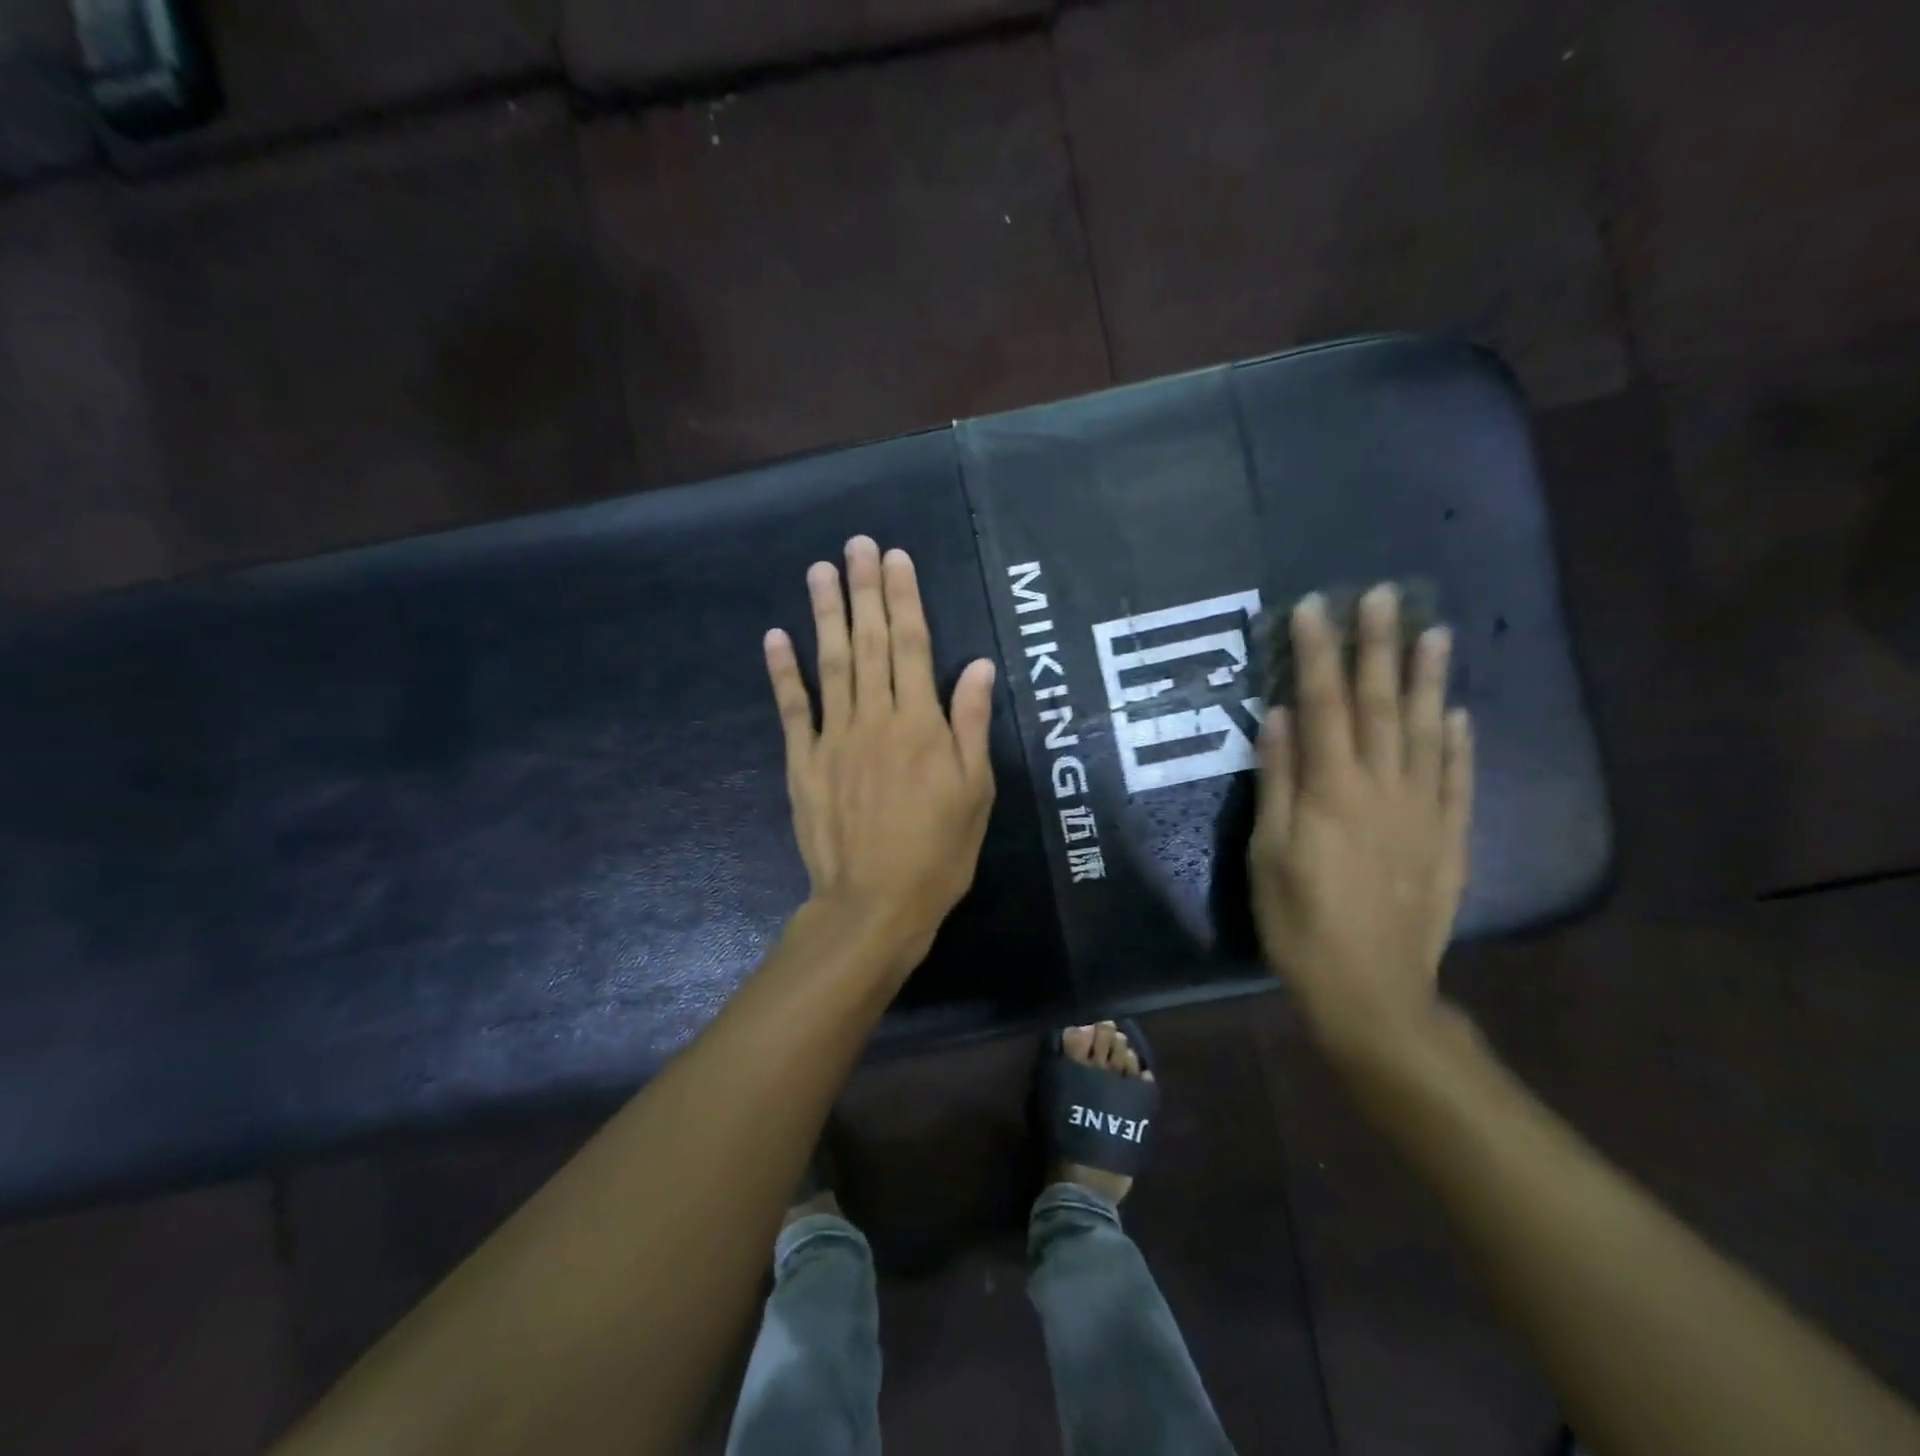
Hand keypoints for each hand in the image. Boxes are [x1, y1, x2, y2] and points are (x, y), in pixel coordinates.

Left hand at [763, 536, 997, 968]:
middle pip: (868, 643)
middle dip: (865, 590)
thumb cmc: (938, 851)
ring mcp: (834, 738)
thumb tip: (976, 665)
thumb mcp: (974, 791)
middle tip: (857, 545)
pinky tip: (776, 636)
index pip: (912, 646)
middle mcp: (876, 719)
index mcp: (921, 724)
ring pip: (830, 664)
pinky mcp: (804, 762)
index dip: (905, 598)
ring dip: (825, 614)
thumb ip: (970, 724)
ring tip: (820, 570)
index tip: (897, 558)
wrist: (875, 903)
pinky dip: (784, 672)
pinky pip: (793, 709)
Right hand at [1249, 585, 1473, 1066]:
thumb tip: (1278, 717)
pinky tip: (1461, 713)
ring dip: (1430, 680)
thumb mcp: (1268, 853)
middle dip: (1378, 647)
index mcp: (1331, 790)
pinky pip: (1458, 779)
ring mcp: (1423, 811)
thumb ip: (1277, 781)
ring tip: (1435, 633)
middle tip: (1384, 596)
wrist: (1371, 988)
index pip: (1323, 705)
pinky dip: (1461, 742)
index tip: (1315, 608)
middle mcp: (1382, 787)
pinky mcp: (1449, 837)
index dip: (1316, 654)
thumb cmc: (1300, 921)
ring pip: (1428, 731)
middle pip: (1380, 705)